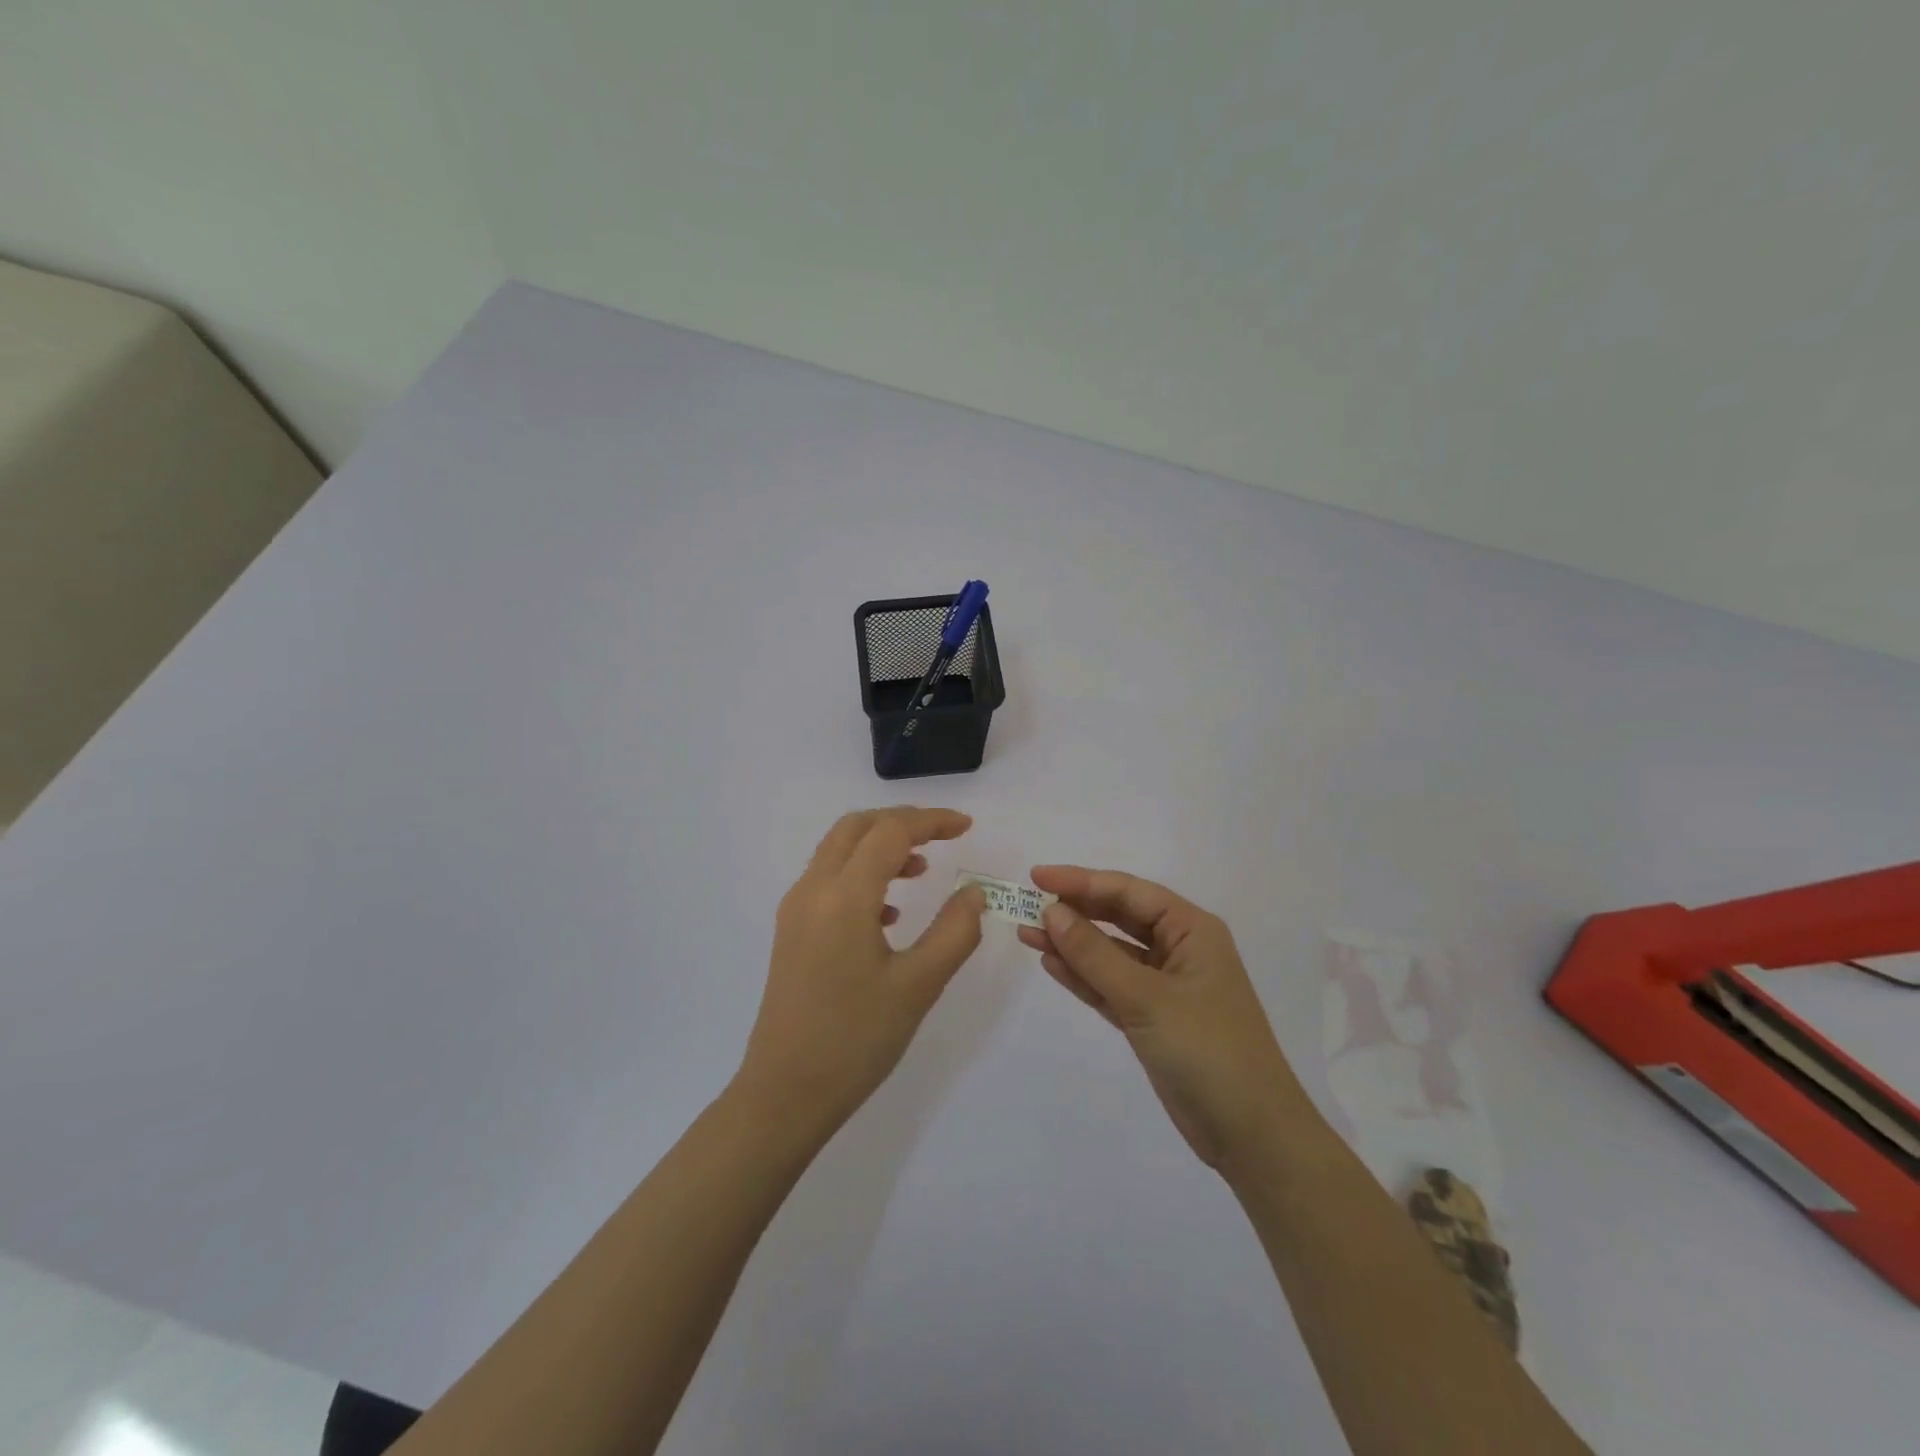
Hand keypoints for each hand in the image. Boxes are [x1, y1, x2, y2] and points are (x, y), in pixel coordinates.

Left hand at [736, 808, 986, 1136]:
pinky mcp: (791, 933)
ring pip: (838, 851)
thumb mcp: (918, 986)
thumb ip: (954, 931)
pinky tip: (889, 913)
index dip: (931, 822)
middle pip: (856, 828)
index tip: (967, 827)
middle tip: (942, 837)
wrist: (784, 1094)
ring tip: (921, 871)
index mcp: (843, 897)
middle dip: (901, 823)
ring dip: (880, 846)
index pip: (890, 833)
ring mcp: (796, 911)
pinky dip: (861, 874)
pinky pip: (827, 880)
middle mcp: (812, 891)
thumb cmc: (855, 1040)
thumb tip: (974, 892)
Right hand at [1018, 866, 1306, 1170]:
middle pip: (1118, 917)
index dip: (1081, 881)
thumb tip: (1052, 911)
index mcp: (1191, 930)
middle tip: (1026, 904)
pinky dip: (1083, 976)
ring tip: (1026, 933)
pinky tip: (1051, 963)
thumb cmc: (1207, 1049)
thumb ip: (1095, 954)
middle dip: (1074, 910)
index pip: (1128, 892)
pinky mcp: (1153, 1019)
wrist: (1251, 1134)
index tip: (1036, 877)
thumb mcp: (1146, 997)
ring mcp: (1165, 986)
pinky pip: (1111, 986)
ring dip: (1072, 944)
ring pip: (1111, 953)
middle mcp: (1179, 949)